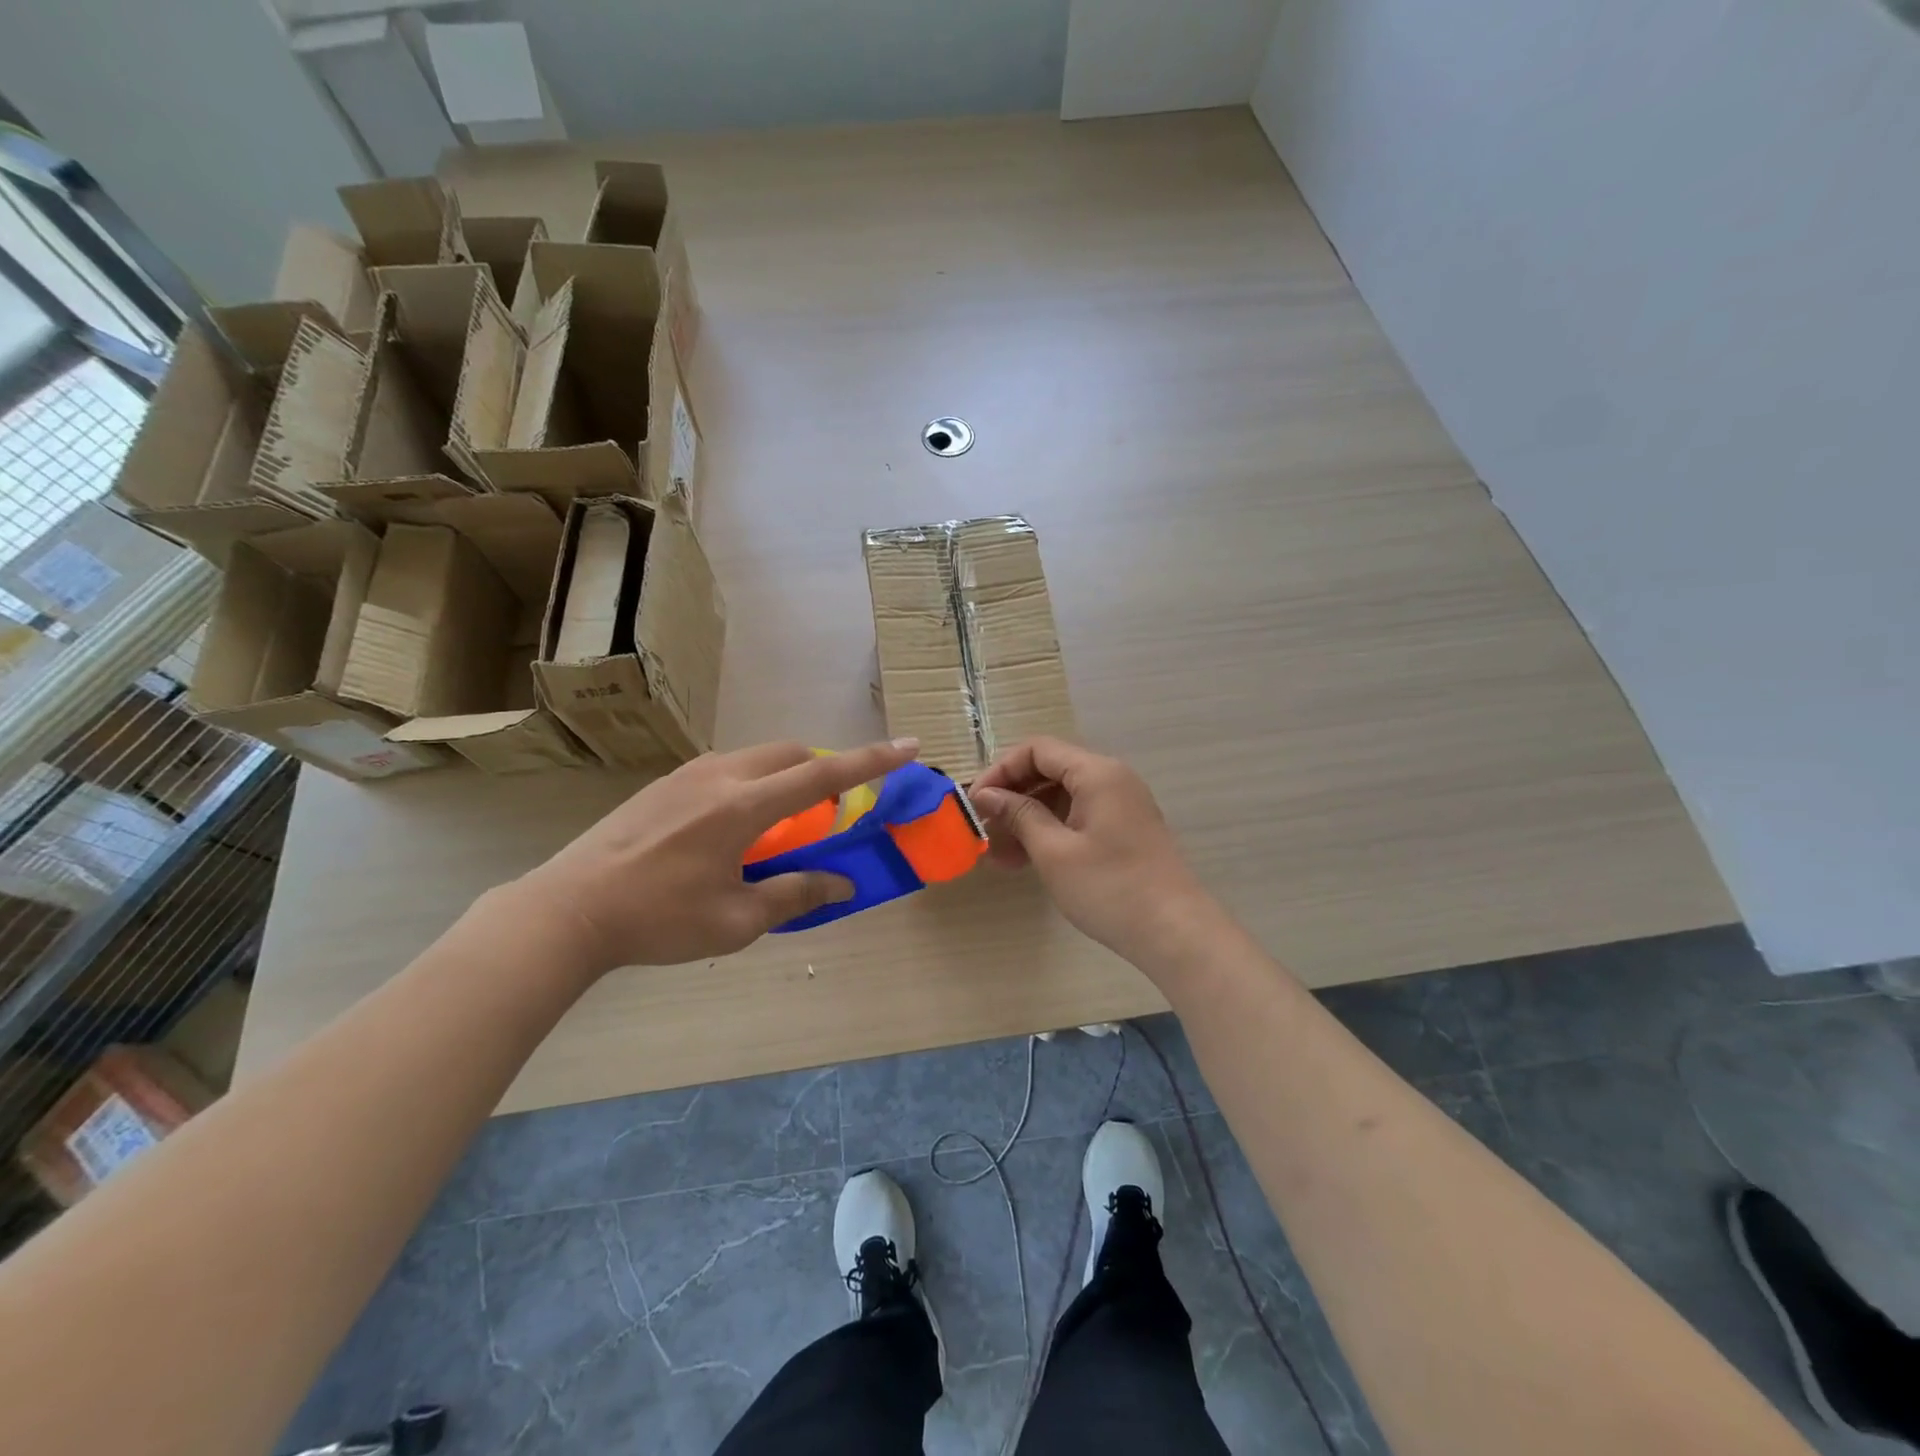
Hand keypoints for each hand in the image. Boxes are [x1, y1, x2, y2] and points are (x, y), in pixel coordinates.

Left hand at [513, 738, 920, 974]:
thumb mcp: (736, 920)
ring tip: (784, 822)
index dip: (872, 761)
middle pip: (791, 753)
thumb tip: (842, 884)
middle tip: (834, 805)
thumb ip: (795, 895)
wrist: (569, 908)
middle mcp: (720, 776)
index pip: (823, 776)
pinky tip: (735, 827)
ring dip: (786, 776)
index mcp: (744, 807)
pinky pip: (728, 769)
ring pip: (757, 757)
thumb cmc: (658, 919)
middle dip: (825, 767)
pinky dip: (754, 783)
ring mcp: (688, 775)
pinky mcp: (665, 784)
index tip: (908, 746)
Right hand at [969, 737, 1224, 964]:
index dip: (1000, 771)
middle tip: (983, 831)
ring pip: (1062, 797)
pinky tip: (1026, 862)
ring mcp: (1120, 805)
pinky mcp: (1123, 829)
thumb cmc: (1110, 888)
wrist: (1175, 932)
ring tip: (999, 856)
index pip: (1037, 750)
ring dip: (1027, 820)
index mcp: (1097, 773)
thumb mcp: (1054, 852)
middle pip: (1050, 770)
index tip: (975, 802)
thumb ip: (1019, 815)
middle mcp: (1111, 778)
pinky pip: (1077, 817)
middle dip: (1012, 798)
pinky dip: (1050, 832)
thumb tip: (986, 794)